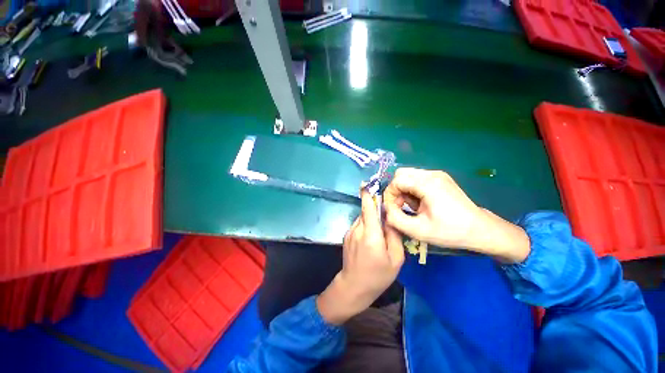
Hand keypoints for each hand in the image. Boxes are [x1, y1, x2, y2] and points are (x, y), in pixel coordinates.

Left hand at [317, 190, 404, 324]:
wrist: (354, 286)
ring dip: (371, 221)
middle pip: (366, 212)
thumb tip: (390, 218)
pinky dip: (366, 227)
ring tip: (378, 236)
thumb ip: (394, 235)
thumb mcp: (395, 258)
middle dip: (375, 211)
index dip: (367, 195)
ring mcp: (350, 232)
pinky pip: (358, 225)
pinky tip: (370, 242)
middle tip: (386, 220)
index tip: (367, 183)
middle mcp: (358, 229)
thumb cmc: (378, 275)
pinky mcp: (346, 236)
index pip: (368, 208)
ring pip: (362, 218)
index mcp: (371, 235)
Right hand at [383, 168, 529, 262]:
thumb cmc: (450, 231)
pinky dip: (412, 189)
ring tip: (411, 206)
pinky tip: (419, 202)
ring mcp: (437, 174)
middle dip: (395, 190)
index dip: (390, 195)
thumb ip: (395, 219)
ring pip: (408, 176)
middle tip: (400, 206)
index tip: (393, 209)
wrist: (480, 230)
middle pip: (401, 174)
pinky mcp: (440, 178)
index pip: (397, 180)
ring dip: (403, 190)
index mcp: (428, 184)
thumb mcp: (418, 230)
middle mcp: (432, 174)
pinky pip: (417, 179)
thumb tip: (385, 209)